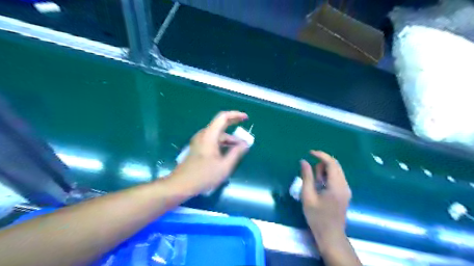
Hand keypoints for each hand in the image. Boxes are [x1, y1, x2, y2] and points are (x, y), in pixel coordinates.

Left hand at [171, 111, 250, 193]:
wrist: (181, 185)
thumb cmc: (204, 176)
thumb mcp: (224, 166)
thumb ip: (236, 153)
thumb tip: (245, 144)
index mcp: (209, 135)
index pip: (223, 117)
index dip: (235, 115)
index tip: (246, 118)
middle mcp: (203, 135)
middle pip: (220, 126)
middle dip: (234, 130)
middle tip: (245, 136)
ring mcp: (199, 141)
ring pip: (217, 135)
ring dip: (229, 140)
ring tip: (239, 150)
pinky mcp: (197, 148)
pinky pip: (212, 141)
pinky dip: (222, 144)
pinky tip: (228, 154)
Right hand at [302, 150, 348, 251]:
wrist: (330, 235)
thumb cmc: (317, 217)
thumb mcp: (308, 196)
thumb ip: (306, 177)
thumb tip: (303, 161)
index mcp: (336, 186)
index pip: (332, 163)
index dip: (321, 155)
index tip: (310, 152)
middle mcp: (344, 185)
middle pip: (335, 165)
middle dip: (321, 165)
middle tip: (311, 176)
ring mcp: (346, 189)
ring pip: (336, 171)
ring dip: (324, 172)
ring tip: (315, 184)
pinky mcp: (345, 193)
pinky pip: (336, 178)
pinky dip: (327, 177)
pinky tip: (320, 187)